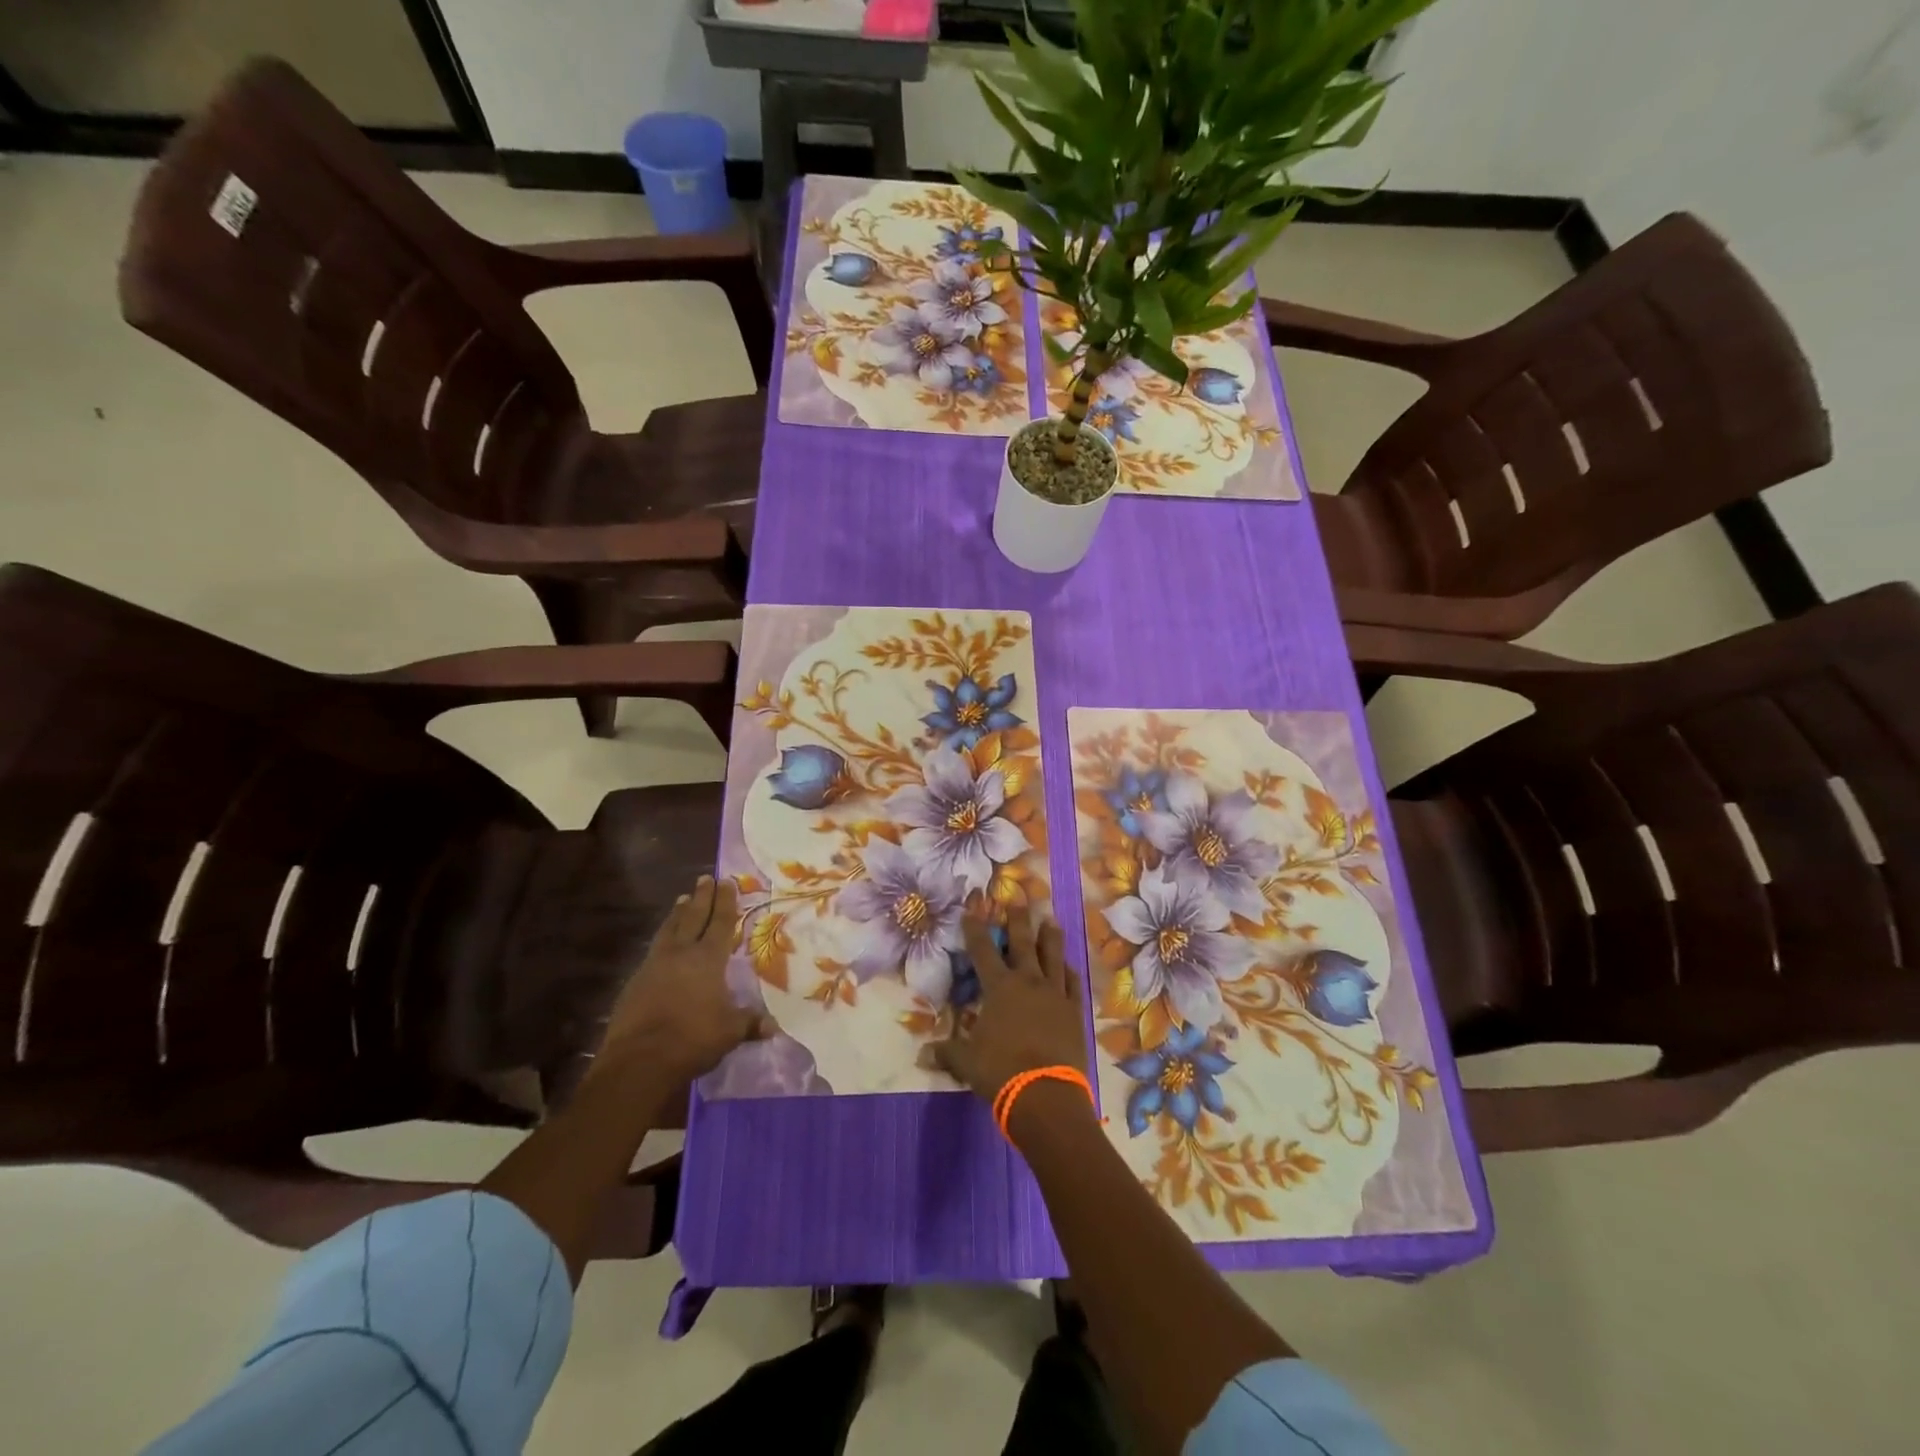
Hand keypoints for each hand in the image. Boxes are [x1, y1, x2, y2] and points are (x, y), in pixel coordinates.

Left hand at [597, 876, 771, 1084]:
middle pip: (693, 917)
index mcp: (708, 959)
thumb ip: (750, 1023)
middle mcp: (681, 954)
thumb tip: (773, 1027)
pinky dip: (662, 939)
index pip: (720, 923)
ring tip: (682, 899)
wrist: (639, 1060)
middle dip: (701, 897)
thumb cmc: (693, 1039)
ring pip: (669, 930)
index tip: (727, 881)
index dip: (725, 902)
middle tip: (705, 878)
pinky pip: (653, 951)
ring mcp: (654, 966)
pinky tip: (662, 944)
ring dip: (677, 914)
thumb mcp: (730, 1032)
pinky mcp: (635, 983)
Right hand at [927, 907, 1087, 1104]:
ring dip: (1050, 936)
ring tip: (1051, 920)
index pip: (983, 950)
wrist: (1046, 1094)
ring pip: (1053, 956)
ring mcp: (1056, 994)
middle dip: (1019, 920)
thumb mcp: (966, 1062)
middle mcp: (1028, 981)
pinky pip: (1073, 983)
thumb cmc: (1000, 1072)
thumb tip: (922, 1055)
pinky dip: (1070, 971)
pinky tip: (1069, 965)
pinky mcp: (1074, 1011)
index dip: (975, 928)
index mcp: (999, 987)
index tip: (971, 909)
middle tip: (1019, 900)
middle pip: (1023, 943)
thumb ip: (947, 1052)